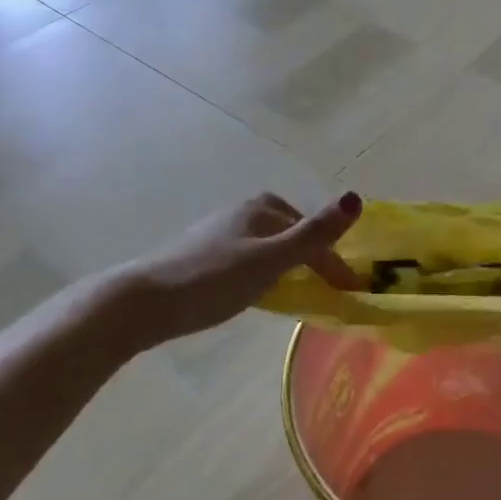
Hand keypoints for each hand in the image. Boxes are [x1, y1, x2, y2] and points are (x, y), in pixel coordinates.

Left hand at [107, 191, 363, 345]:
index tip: (349, 291)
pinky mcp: (203, 254)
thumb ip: (315, 233)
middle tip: (327, 287)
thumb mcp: (271, 259)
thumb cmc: (213, 278)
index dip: (333, 262)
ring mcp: (221, 232)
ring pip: (269, 244)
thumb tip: (356, 198)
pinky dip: (264, 270)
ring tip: (297, 290)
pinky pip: (249, 257)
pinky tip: (256, 289)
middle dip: (311, 255)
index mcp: (263, 207)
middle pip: (290, 232)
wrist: (144, 301)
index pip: (311, 233)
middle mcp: (244, 211)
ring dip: (287, 263)